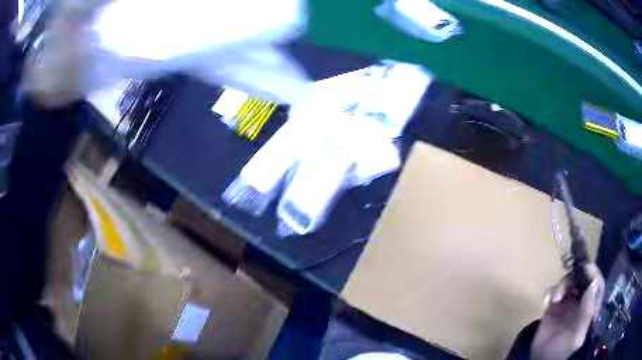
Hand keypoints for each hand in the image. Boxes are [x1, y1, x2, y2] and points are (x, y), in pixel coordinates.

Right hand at [530, 264, 604, 359]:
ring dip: (561, 286)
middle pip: (583, 279)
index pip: (598, 285)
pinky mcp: (554, 304)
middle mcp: (582, 301)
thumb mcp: (577, 335)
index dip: (594, 274)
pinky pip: (554, 291)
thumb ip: (587, 312)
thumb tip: (593, 283)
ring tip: (553, 300)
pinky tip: (546, 302)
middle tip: (566, 285)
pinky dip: (550, 292)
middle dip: (575, 278)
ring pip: (569, 282)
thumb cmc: (562, 350)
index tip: (586, 268)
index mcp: (591, 307)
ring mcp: (568, 302)